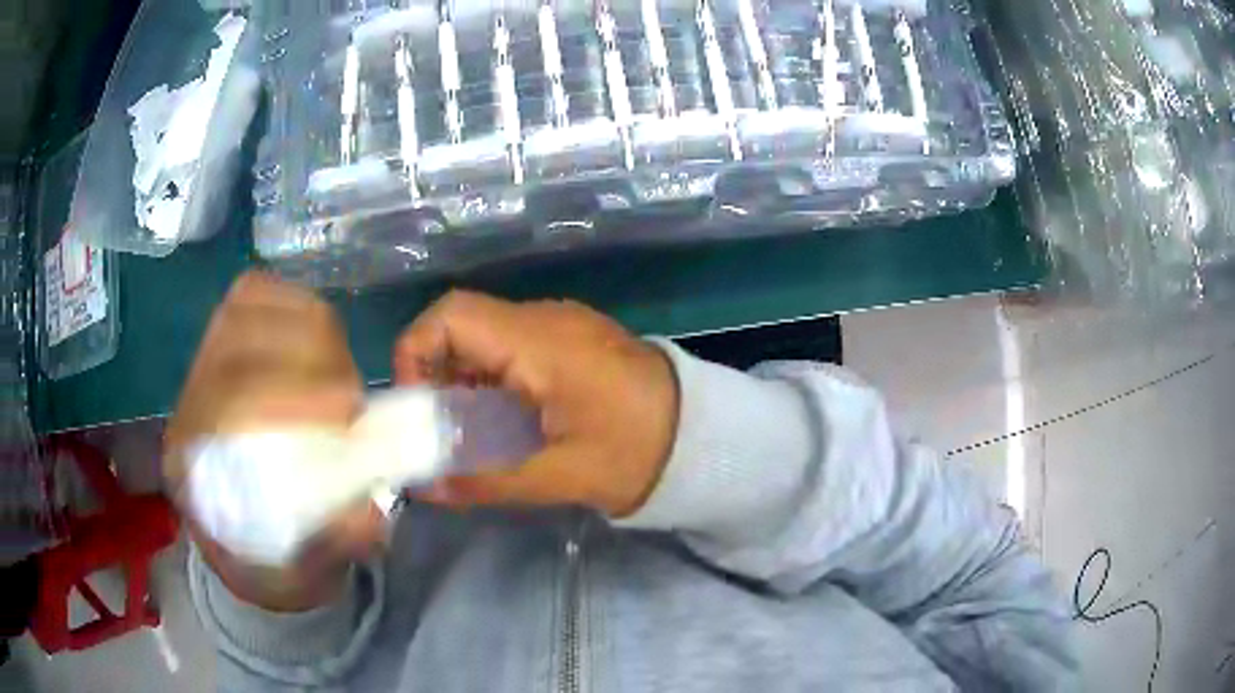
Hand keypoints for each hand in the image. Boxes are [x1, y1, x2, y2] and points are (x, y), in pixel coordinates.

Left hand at [165, 272, 380, 610]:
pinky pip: (255, 296)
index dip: (290, 391)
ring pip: (246, 304)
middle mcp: (188, 403)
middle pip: (237, 335)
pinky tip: (323, 344)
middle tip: (353, 399)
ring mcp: (203, 366)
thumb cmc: (272, 562)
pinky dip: (297, 305)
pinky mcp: (225, 345)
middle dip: (310, 354)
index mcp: (191, 464)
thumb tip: (371, 516)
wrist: (246, 545)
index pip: (226, 397)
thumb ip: (330, 548)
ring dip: (308, 326)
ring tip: (341, 375)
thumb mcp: (302, 575)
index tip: (347, 411)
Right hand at [394, 291, 678, 516]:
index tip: (417, 406)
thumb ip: (485, 480)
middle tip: (438, 429)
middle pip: (462, 326)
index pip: (451, 316)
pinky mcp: (571, 339)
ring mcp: (560, 325)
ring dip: (463, 380)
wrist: (703, 434)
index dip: (416, 352)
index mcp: (538, 341)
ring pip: (484, 337)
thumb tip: (427, 489)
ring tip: (468, 431)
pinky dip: (491, 379)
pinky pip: (511, 347)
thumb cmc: (636, 452)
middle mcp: (544, 319)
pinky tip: (502, 420)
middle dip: (435, 376)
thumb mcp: (558, 476)